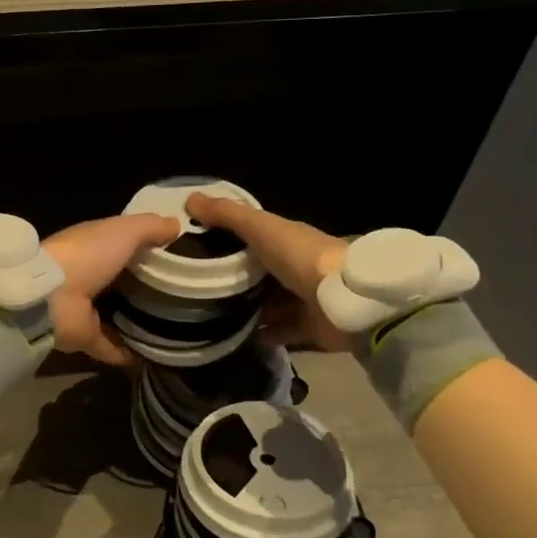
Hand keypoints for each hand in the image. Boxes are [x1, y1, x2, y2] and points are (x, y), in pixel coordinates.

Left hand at [42, 213, 183, 365]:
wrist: (51, 297)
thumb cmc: (88, 255)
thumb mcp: (124, 231)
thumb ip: (149, 226)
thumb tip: (176, 224)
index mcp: (92, 246)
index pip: (120, 244)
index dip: (144, 246)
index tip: (174, 254)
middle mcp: (86, 276)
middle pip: (119, 280)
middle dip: (142, 286)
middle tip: (179, 294)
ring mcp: (84, 309)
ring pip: (114, 314)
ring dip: (135, 321)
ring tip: (170, 327)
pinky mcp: (84, 338)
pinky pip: (109, 347)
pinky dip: (126, 353)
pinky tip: (151, 358)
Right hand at [184, 195, 352, 351]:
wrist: (346, 299)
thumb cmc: (301, 256)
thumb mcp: (259, 227)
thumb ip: (227, 215)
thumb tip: (190, 198)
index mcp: (289, 240)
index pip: (258, 238)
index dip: (231, 241)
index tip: (200, 249)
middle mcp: (299, 268)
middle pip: (264, 274)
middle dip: (238, 280)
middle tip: (200, 289)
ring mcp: (307, 300)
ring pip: (273, 304)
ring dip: (250, 310)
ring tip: (213, 317)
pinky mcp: (312, 329)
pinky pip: (283, 332)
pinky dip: (264, 335)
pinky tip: (238, 338)